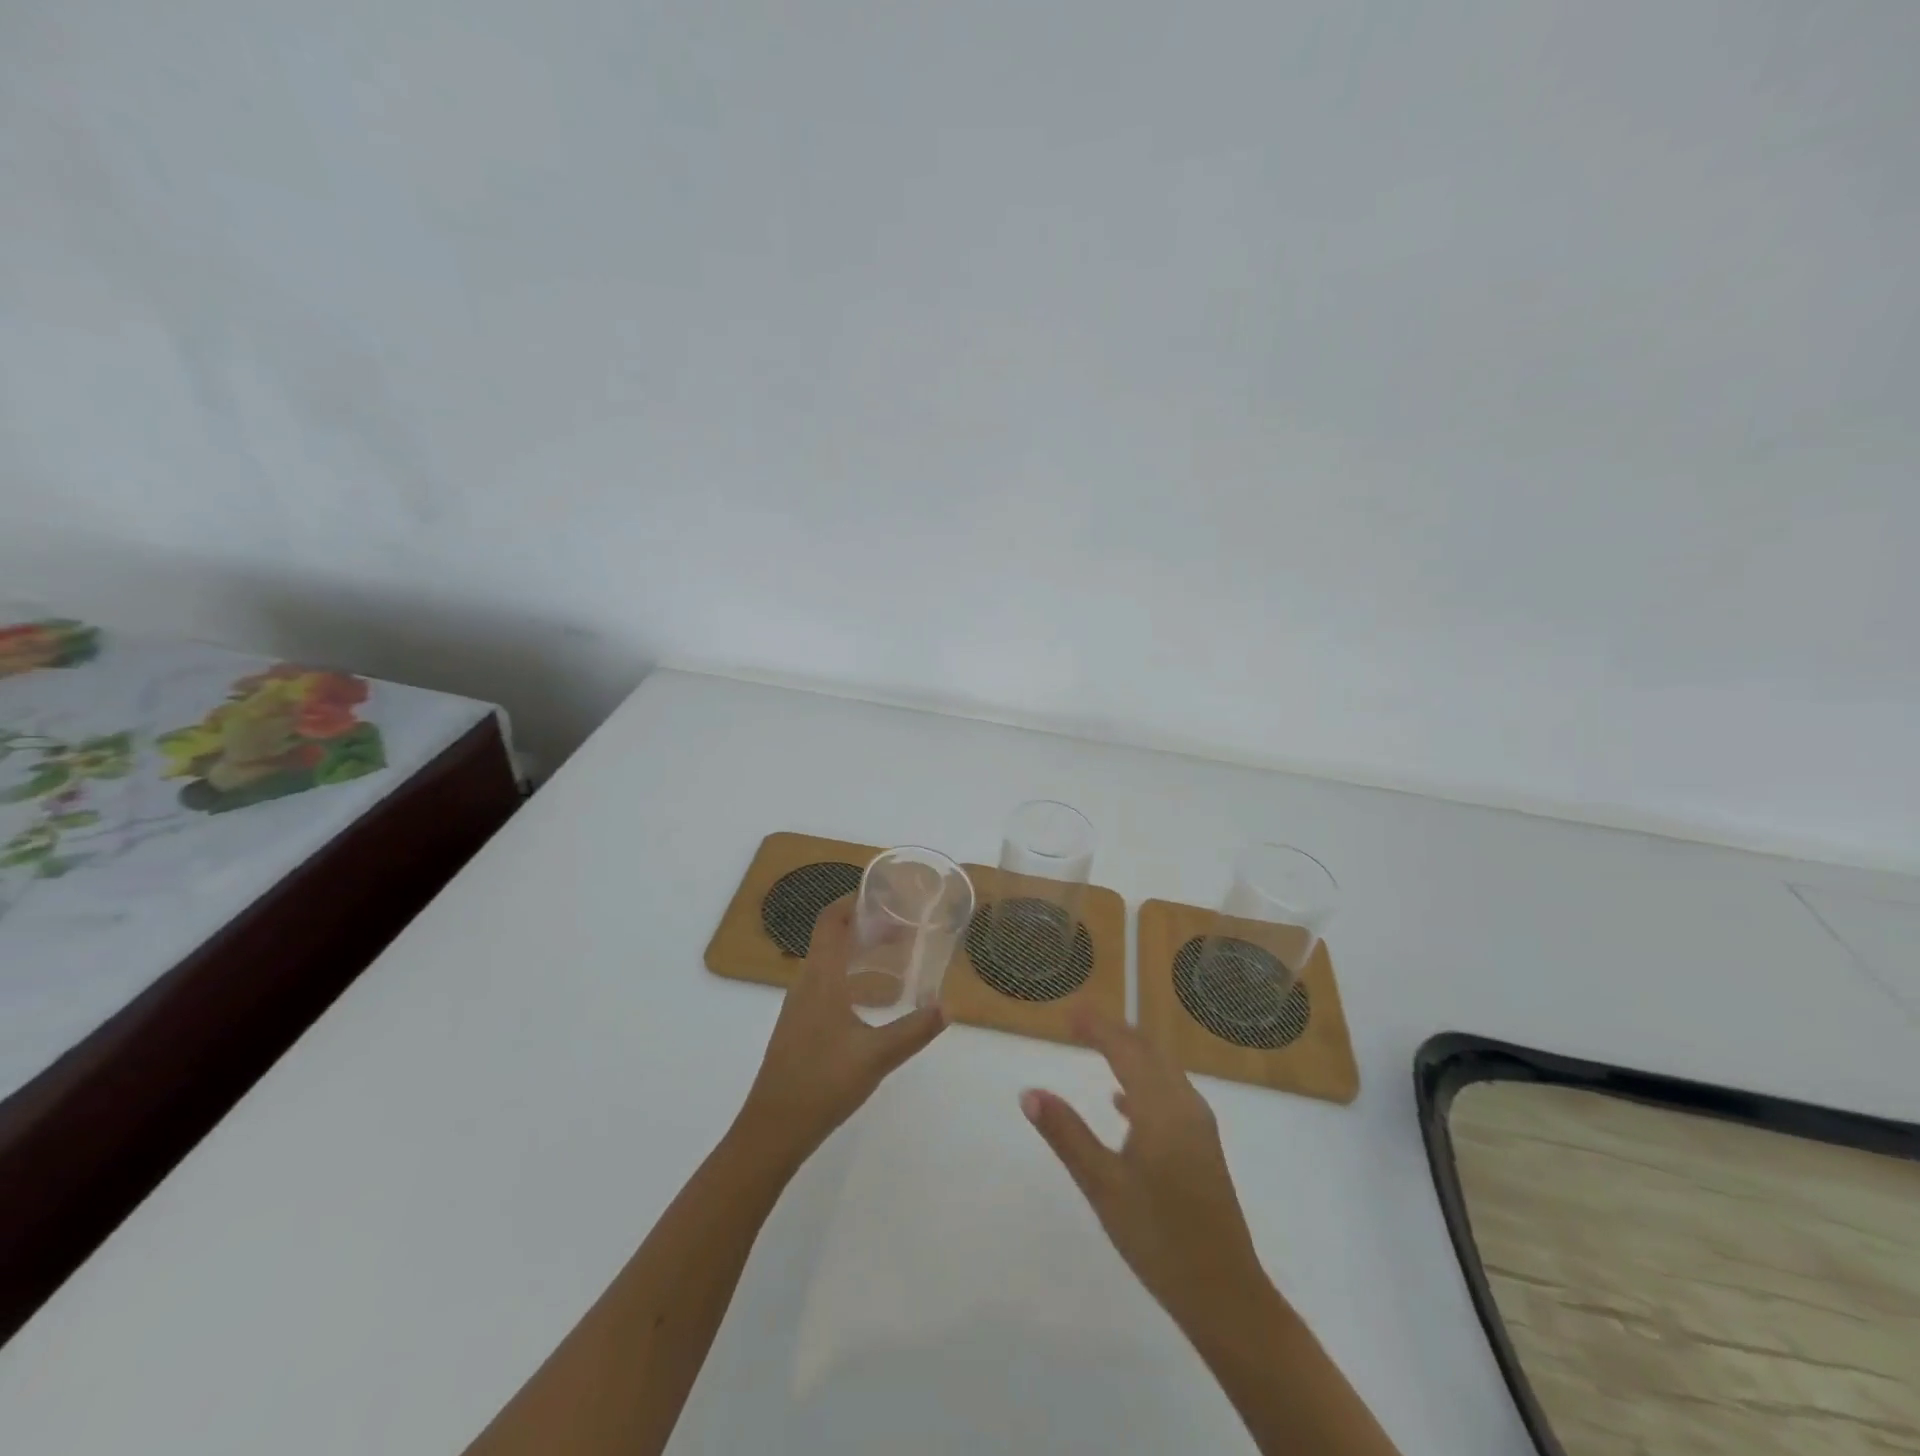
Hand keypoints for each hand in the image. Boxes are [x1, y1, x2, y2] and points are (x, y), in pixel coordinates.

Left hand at [738, 897, 946, 1168]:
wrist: (772, 1129)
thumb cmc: (822, 1084)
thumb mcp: (876, 1057)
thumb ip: (914, 1030)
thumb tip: (948, 1008)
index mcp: (821, 979)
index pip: (830, 922)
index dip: (852, 901)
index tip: (883, 896)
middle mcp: (806, 983)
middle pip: (831, 937)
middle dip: (864, 925)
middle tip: (901, 927)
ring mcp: (798, 1005)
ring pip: (827, 961)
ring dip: (856, 950)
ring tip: (892, 956)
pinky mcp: (799, 1026)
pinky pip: (824, 982)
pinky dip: (848, 973)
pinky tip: (871, 998)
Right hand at [1020, 1011, 1274, 1339]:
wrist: (1225, 1294)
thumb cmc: (1158, 1237)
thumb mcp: (1102, 1186)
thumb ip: (1066, 1134)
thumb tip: (1029, 1093)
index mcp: (1161, 1108)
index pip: (1125, 1050)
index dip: (1097, 1027)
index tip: (1069, 1013)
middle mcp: (1184, 1105)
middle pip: (1147, 1052)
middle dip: (1114, 1032)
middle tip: (1079, 1022)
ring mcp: (1199, 1126)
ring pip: (1162, 1071)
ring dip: (1130, 1053)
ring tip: (1097, 1047)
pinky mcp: (1203, 1146)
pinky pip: (1170, 1094)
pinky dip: (1144, 1082)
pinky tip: (1122, 1102)